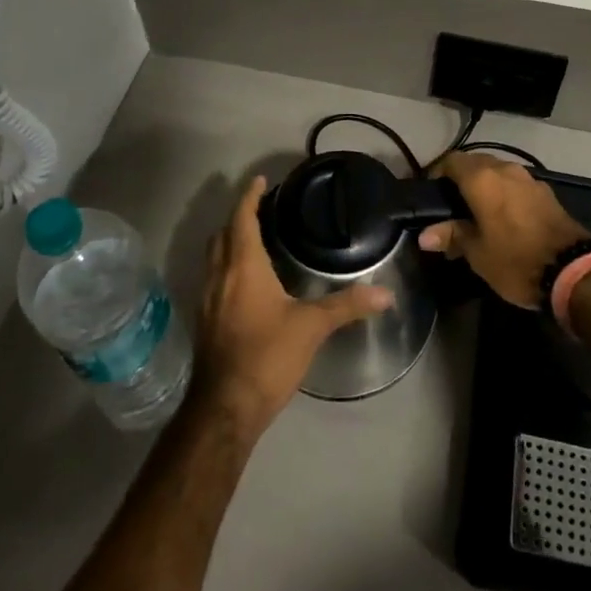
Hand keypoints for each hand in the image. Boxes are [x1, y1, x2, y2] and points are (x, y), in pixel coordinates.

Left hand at [191, 176, 393, 441]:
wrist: (224, 410)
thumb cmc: (267, 356)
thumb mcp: (311, 327)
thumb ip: (347, 306)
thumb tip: (386, 294)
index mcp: (243, 267)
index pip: (242, 219)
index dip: (249, 197)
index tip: (259, 180)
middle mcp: (220, 276)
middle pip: (222, 235)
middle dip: (239, 217)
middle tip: (260, 208)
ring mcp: (207, 301)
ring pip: (214, 258)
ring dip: (229, 242)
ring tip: (254, 239)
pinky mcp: (205, 323)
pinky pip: (213, 279)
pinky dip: (226, 267)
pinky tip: (245, 283)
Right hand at [418, 153, 590, 308]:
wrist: (573, 270)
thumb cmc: (515, 260)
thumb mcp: (477, 253)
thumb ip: (452, 236)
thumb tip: (425, 235)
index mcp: (482, 178)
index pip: (451, 161)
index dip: (437, 174)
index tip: (431, 194)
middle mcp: (504, 169)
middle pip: (475, 163)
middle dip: (462, 180)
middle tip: (451, 206)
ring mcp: (528, 178)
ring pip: (498, 173)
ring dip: (485, 186)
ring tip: (477, 214)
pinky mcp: (546, 192)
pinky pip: (516, 185)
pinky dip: (505, 194)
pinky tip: (504, 218)